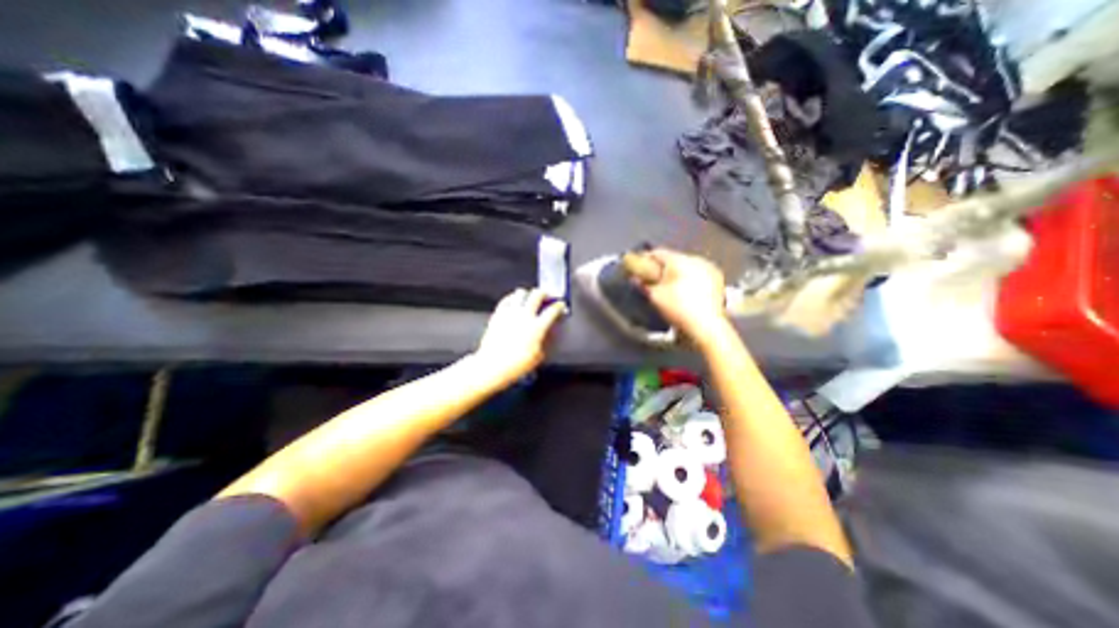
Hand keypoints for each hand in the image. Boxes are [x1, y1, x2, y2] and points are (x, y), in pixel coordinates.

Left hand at [469, 288, 568, 383]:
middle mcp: (525, 316)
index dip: (559, 306)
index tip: (560, 305)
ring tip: (530, 297)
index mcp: (537, 327)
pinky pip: (506, 299)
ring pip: (521, 292)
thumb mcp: (537, 356)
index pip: (552, 310)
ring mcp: (510, 313)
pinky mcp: (498, 314)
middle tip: (547, 295)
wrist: (492, 365)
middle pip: (537, 294)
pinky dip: (512, 298)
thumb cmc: (515, 365)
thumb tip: (545, 335)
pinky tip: (514, 301)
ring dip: (528, 293)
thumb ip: (544, 342)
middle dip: (545, 293)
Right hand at [633, 248, 730, 345]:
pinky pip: (698, 273)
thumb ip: (642, 284)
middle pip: (673, 258)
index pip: (657, 253)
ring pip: (686, 266)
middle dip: (661, 267)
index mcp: (679, 260)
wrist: (707, 326)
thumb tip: (634, 278)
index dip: (645, 259)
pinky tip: (684, 291)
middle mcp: (696, 259)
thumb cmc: (678, 309)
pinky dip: (689, 279)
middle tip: (651, 278)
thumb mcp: (654, 297)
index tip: (638, 267)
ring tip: (668, 286)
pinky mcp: (717, 279)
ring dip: (676, 273)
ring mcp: (709, 268)